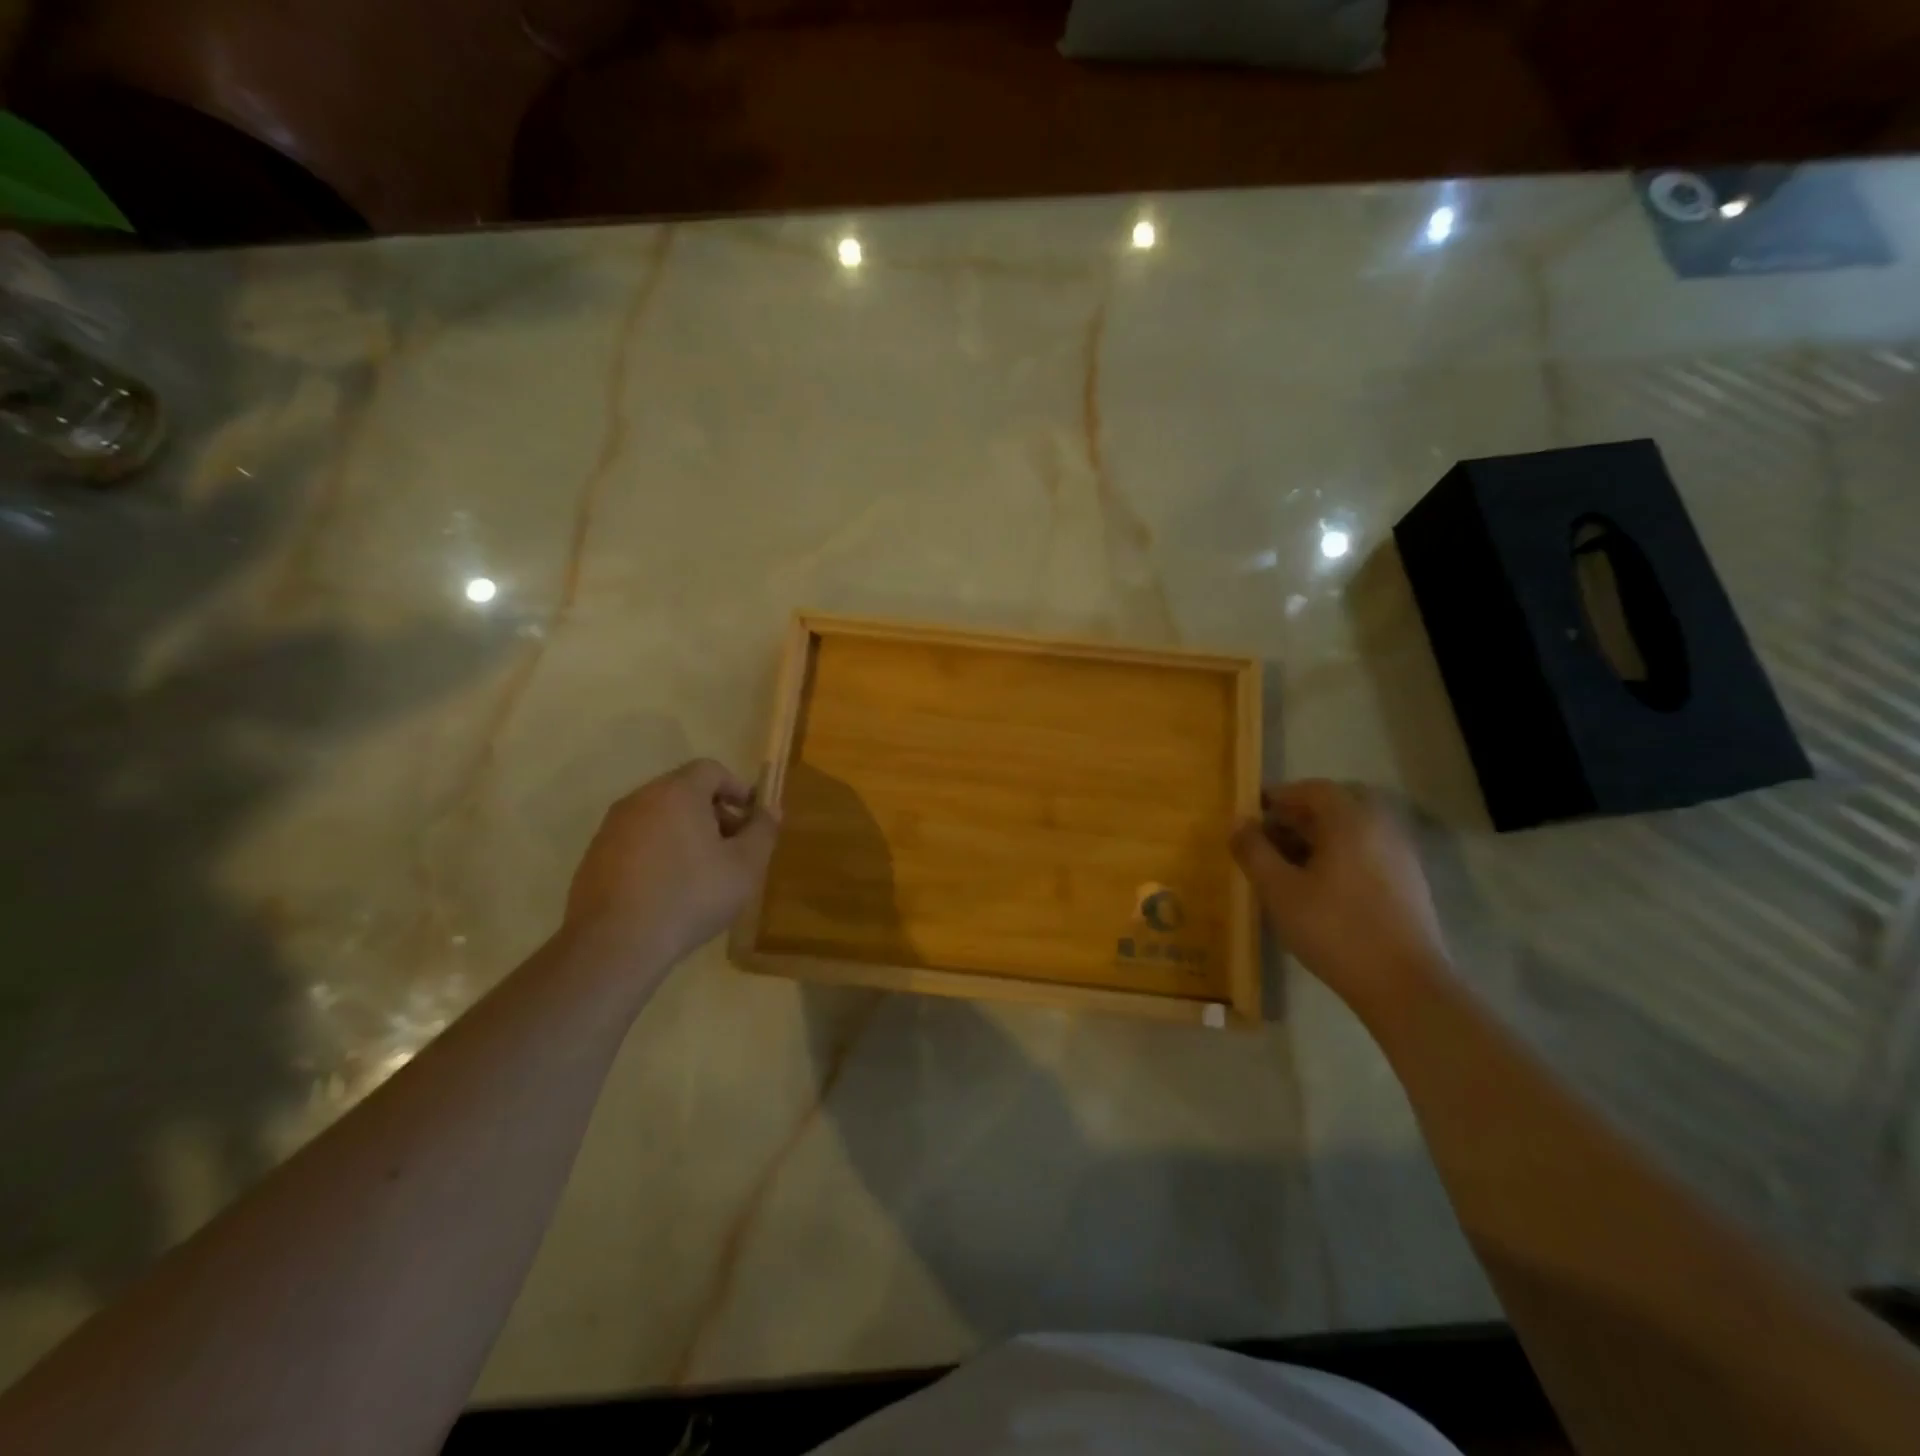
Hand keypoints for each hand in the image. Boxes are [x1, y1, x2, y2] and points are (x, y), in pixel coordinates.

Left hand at [565, 759, 779, 970]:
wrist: (614, 944)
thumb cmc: (690, 896)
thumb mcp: (745, 866)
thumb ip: (763, 830)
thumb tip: (770, 809)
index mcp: (676, 792)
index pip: (711, 770)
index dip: (738, 788)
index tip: (752, 818)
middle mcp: (639, 799)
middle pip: (684, 791)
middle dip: (714, 812)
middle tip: (733, 846)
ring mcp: (611, 828)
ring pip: (659, 816)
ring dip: (685, 832)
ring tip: (704, 870)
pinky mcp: (594, 857)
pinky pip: (637, 841)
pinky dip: (659, 852)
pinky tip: (670, 888)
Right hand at [1230, 779, 1447, 1010]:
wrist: (1404, 985)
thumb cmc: (1334, 929)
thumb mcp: (1279, 890)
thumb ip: (1254, 851)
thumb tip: (1238, 823)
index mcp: (1351, 820)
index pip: (1312, 789)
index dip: (1279, 796)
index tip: (1252, 813)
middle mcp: (1381, 828)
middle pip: (1336, 807)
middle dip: (1299, 817)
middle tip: (1269, 838)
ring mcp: (1400, 856)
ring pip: (1352, 832)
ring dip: (1318, 838)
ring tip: (1287, 866)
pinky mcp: (1409, 884)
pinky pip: (1367, 853)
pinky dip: (1339, 857)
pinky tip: (1319, 889)